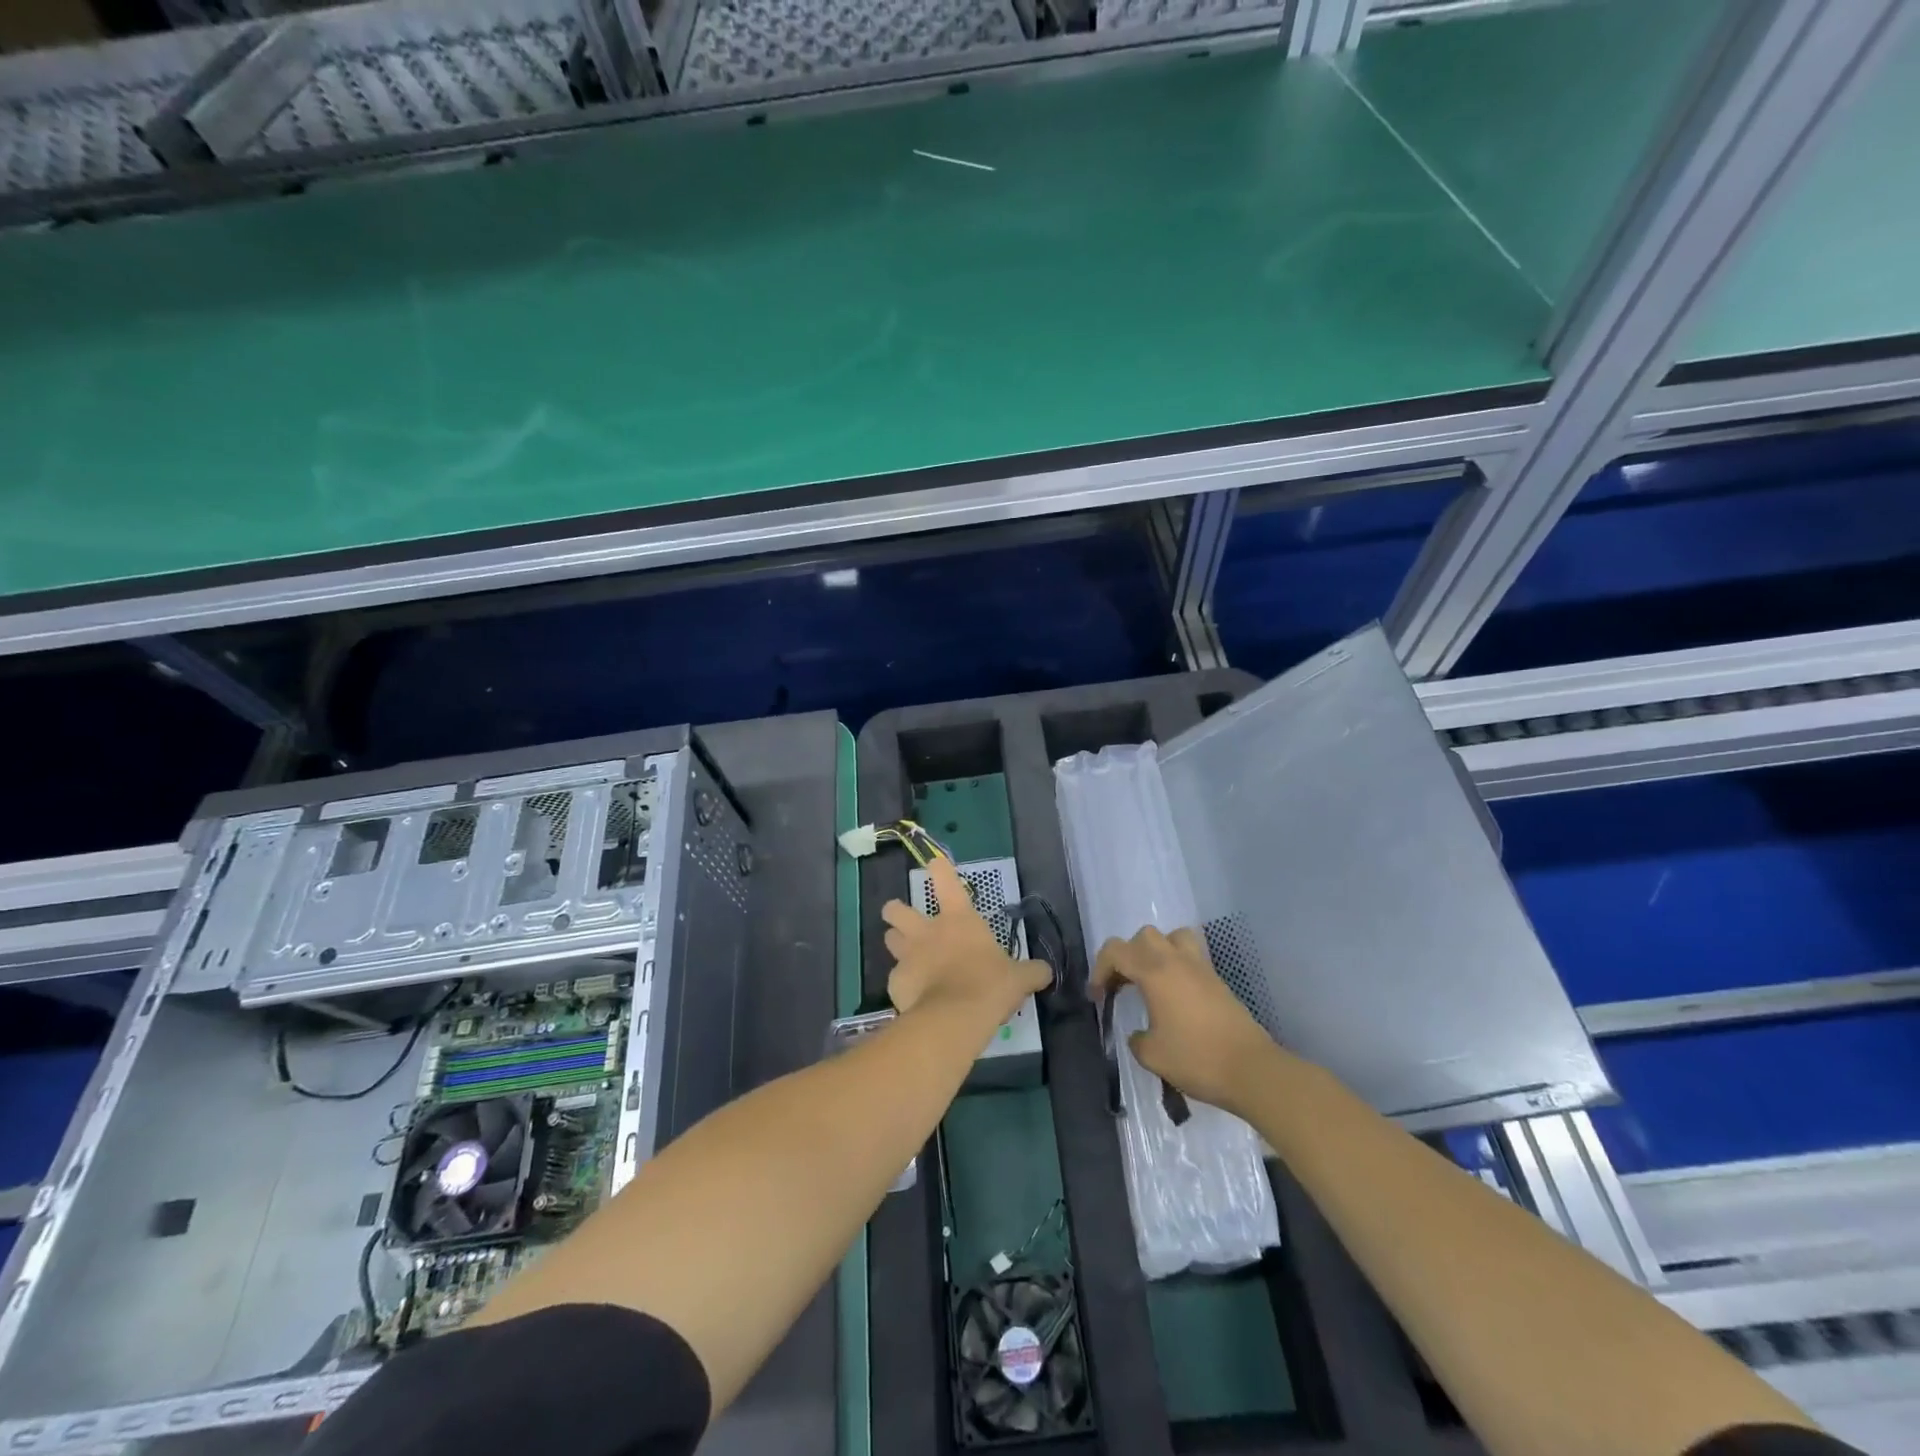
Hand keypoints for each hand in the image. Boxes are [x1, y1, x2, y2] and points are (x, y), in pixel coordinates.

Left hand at [883, 857, 1049, 1018]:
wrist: (954, 1018)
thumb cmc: (989, 986)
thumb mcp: (1018, 979)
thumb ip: (1031, 972)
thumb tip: (1046, 972)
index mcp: (958, 919)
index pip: (946, 881)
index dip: (939, 869)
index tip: (935, 862)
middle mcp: (927, 931)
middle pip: (896, 909)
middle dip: (895, 910)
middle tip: (902, 918)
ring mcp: (907, 956)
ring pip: (890, 939)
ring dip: (896, 943)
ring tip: (907, 956)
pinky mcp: (896, 983)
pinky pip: (895, 978)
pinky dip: (903, 984)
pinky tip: (914, 996)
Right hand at [1092, 926, 1277, 1116]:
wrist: (1252, 1070)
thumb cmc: (1197, 1059)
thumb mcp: (1152, 1056)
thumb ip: (1136, 1039)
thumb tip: (1138, 1034)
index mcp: (1154, 973)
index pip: (1116, 951)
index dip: (1099, 969)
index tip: (1098, 997)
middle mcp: (1176, 961)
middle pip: (1144, 936)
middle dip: (1126, 956)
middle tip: (1122, 985)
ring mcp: (1201, 968)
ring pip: (1172, 937)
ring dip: (1156, 951)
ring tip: (1151, 980)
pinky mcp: (1217, 981)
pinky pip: (1191, 956)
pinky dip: (1176, 966)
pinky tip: (1174, 996)